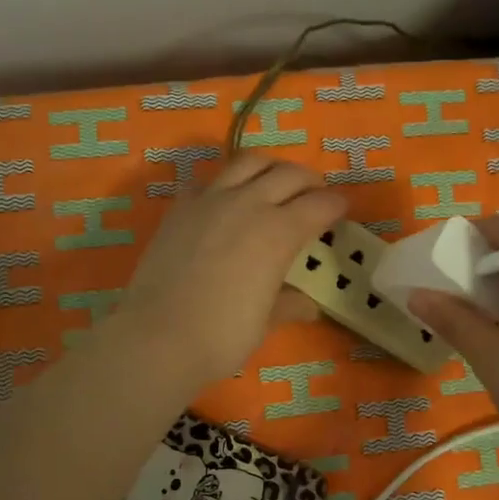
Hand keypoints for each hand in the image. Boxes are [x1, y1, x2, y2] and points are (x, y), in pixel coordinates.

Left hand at [113, 152, 345, 390]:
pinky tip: (225, 201)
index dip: (336, 205)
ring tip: (274, 183)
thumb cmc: (221, 335)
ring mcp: (210, 200)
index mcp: (279, 232)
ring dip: (270, 168)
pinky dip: (225, 184)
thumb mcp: (264, 322)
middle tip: (314, 194)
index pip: (320, 205)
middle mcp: (249, 204)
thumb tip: (308, 305)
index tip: (341, 209)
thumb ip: (288, 305)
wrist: (157, 337)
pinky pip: (209, 181)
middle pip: (289, 174)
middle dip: (309, 180)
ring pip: (248, 162)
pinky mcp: (180, 207)